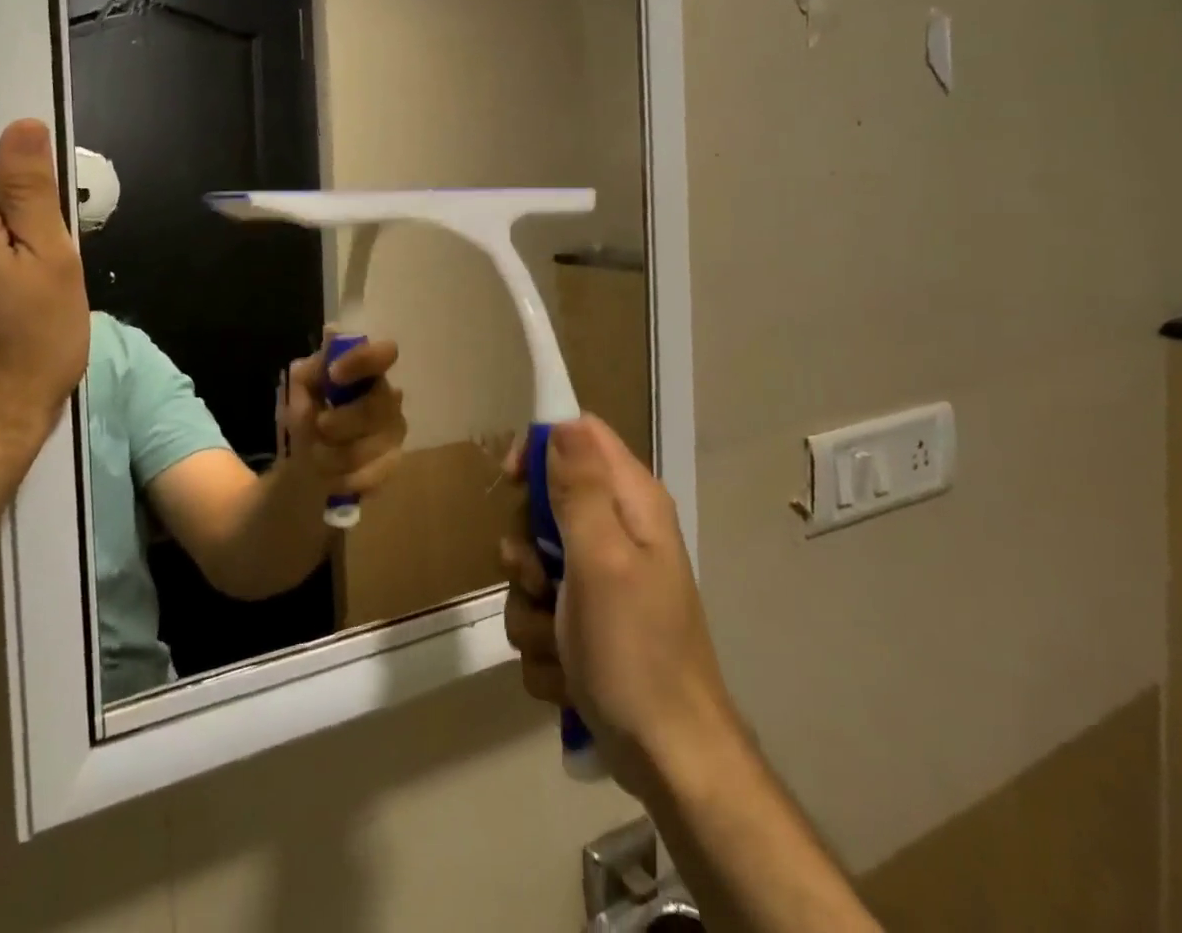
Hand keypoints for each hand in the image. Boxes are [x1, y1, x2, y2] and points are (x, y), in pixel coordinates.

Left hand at [279, 335, 406, 496]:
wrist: (306, 464)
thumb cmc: (308, 415)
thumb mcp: (298, 390)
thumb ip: (312, 368)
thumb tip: (331, 338)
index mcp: (367, 372)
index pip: (385, 354)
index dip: (363, 361)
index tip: (334, 374)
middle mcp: (389, 397)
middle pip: (377, 407)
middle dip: (342, 421)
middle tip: (319, 427)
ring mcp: (394, 432)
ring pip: (371, 444)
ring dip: (335, 454)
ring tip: (317, 456)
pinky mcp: (393, 463)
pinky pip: (372, 473)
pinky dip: (345, 476)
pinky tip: (332, 474)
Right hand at [502, 416, 735, 800]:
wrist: (670, 760)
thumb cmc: (635, 652)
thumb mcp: (601, 560)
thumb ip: (579, 489)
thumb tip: (562, 422)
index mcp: (631, 503)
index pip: (579, 434)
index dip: (539, 447)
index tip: (511, 483)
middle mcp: (618, 531)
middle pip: (544, 503)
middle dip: (527, 548)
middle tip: (541, 580)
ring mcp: (602, 580)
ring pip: (532, 566)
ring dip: (531, 607)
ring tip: (559, 641)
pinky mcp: (587, 623)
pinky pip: (539, 613)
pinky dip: (544, 644)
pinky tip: (567, 671)